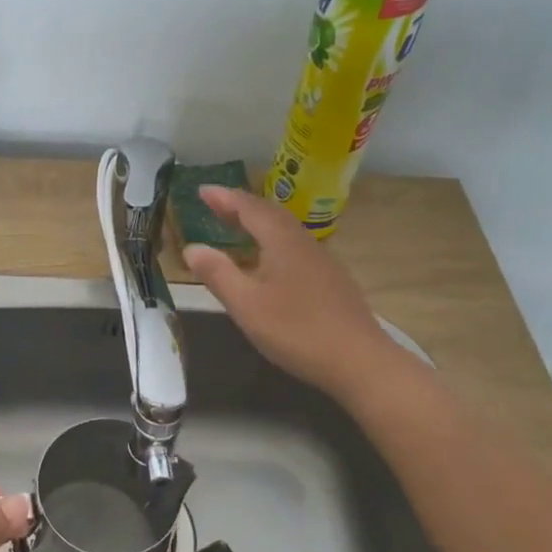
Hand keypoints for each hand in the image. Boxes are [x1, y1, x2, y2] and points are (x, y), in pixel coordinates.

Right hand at [181, 185, 399, 400]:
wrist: (359, 361)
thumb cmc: (296, 330)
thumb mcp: (246, 305)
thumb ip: (218, 274)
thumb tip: (191, 248)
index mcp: (281, 241)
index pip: (249, 208)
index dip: (224, 197)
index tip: (202, 190)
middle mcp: (303, 242)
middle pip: (270, 214)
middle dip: (241, 206)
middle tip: (215, 205)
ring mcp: (322, 260)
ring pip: (285, 230)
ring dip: (259, 223)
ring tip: (238, 228)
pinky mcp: (331, 279)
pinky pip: (295, 246)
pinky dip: (273, 241)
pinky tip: (269, 261)